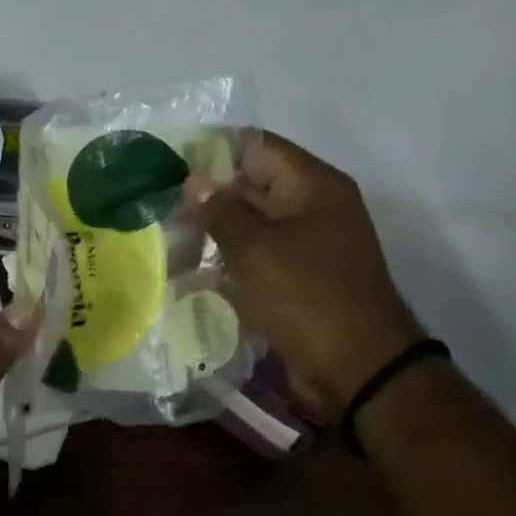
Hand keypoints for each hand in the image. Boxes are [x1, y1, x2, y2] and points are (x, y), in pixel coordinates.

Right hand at [194, 133, 423, 414]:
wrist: (356, 368)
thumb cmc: (307, 297)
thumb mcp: (256, 249)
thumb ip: (221, 210)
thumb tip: (194, 182)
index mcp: (312, 186)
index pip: (256, 147)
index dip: (211, 152)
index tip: (168, 167)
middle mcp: (312, 208)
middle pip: (251, 187)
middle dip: (206, 199)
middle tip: (159, 210)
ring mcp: (306, 246)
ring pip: (249, 227)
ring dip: (212, 235)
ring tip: (167, 245)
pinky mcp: (296, 280)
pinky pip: (256, 260)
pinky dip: (227, 264)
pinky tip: (191, 275)